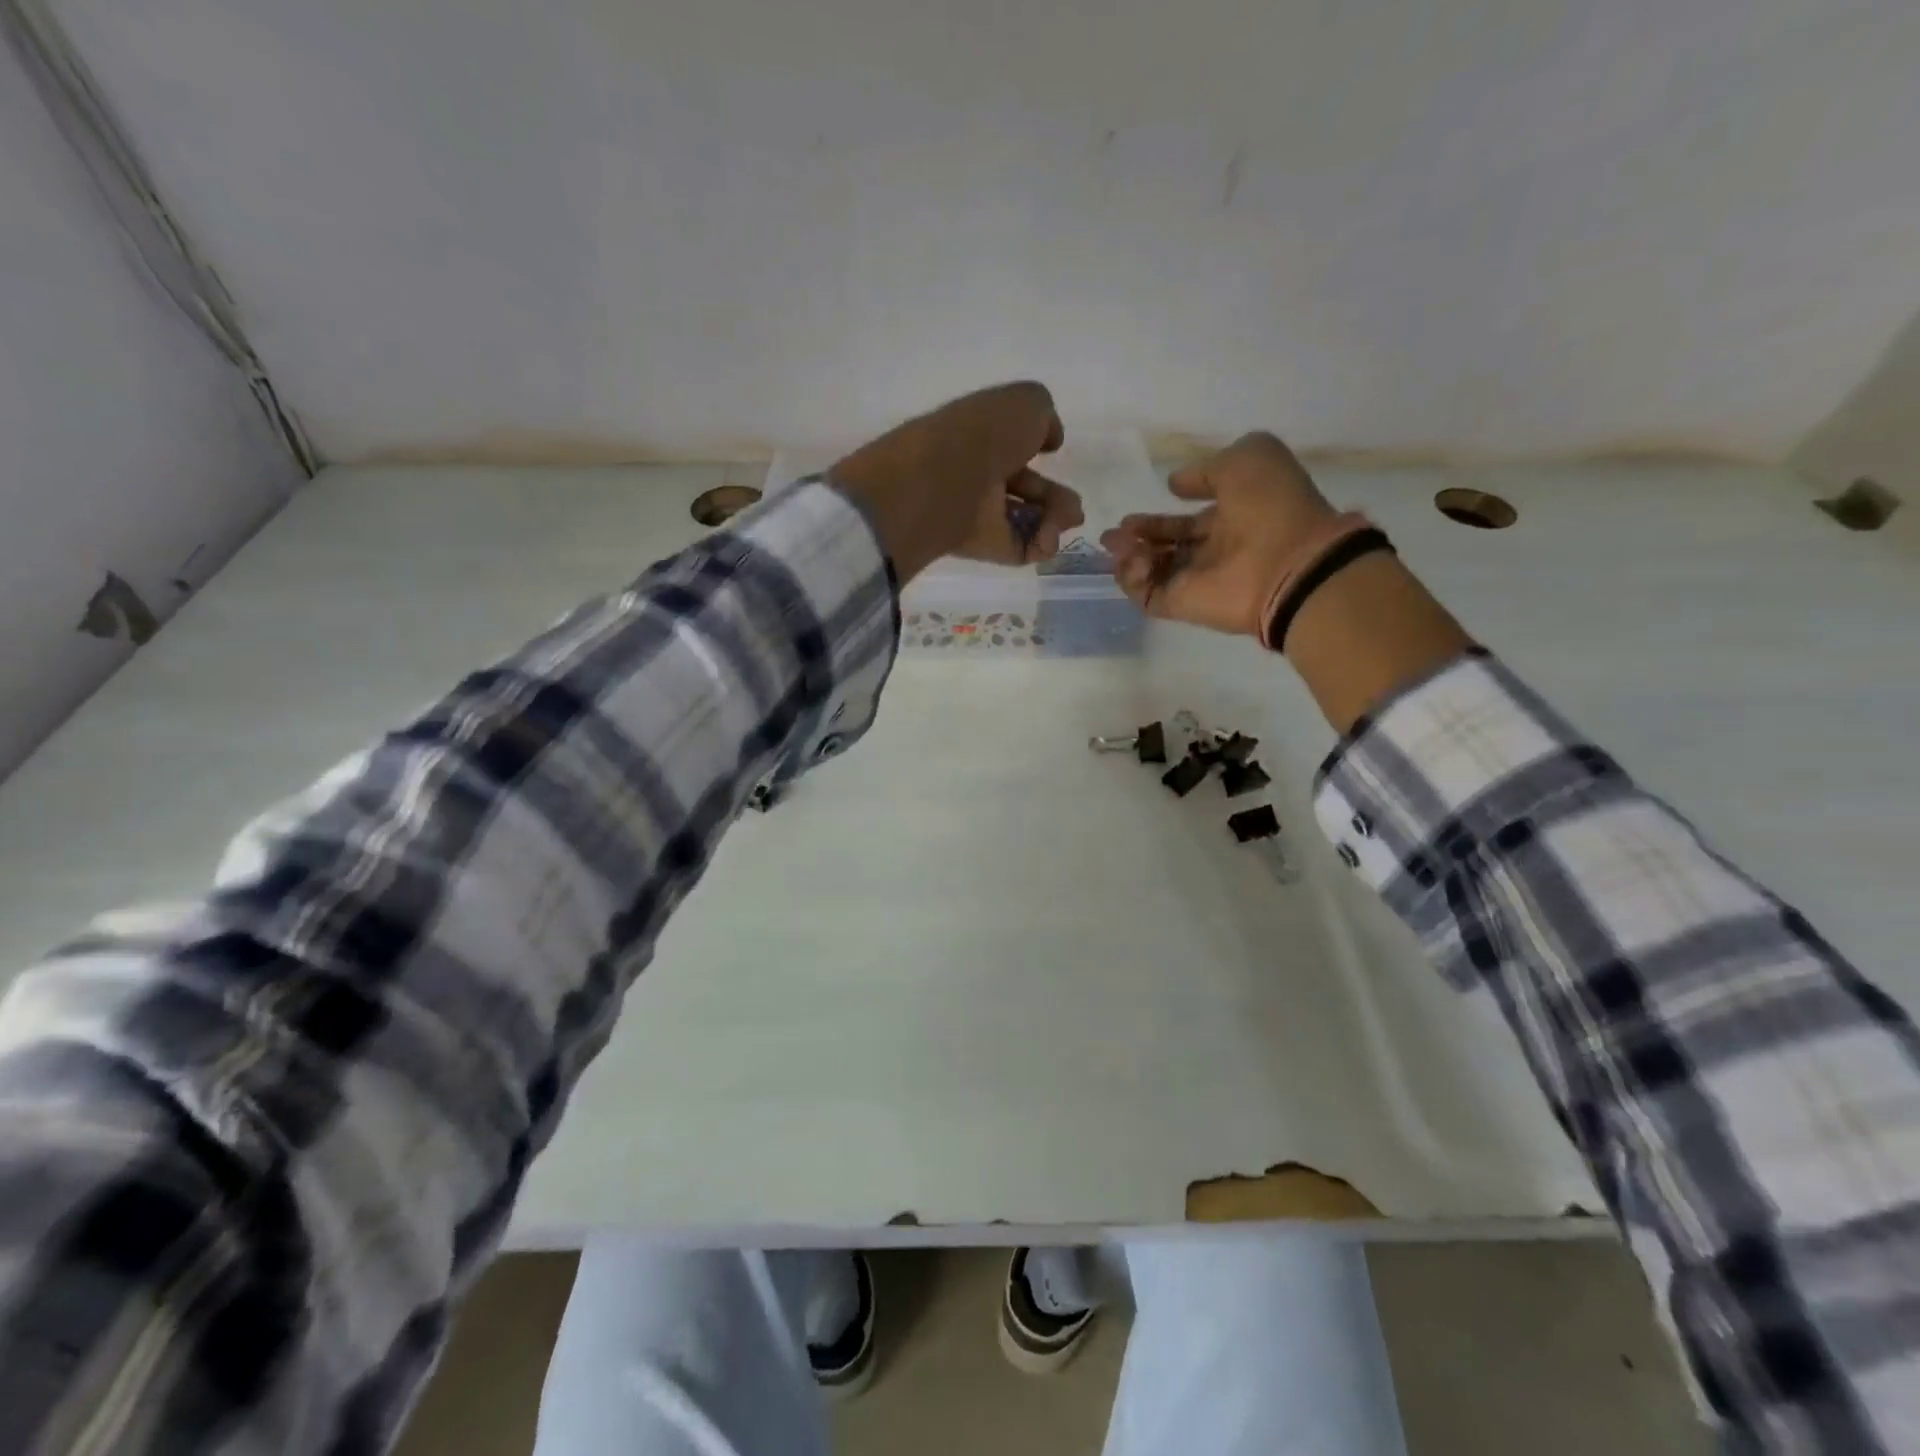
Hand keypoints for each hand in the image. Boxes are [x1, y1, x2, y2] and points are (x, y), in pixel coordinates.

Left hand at [830, 383, 1081, 580]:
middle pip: (1025, 491)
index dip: (1039, 448)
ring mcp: (980, 514)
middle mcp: (980, 476)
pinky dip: (1041, 546)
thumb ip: (1045, 417)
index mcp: (982, 436)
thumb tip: (1050, 441)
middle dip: (1057, 499)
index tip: (1058, 454)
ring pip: (1026, 522)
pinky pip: (1019, 550)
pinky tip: (1048, 539)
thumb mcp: (1026, 402)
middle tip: (1075, 508)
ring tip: (1068, 520)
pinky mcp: (984, 547)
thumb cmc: (986, 433)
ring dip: (1055, 521)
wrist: (948, 478)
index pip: (1014, 446)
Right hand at [1100, 432, 1336, 637]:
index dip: (1159, 518)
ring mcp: (1197, 580)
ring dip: (1130, 556)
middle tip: (1112, 534)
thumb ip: (1206, 469)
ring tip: (1120, 544)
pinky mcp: (1182, 605)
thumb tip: (1174, 485)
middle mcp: (1213, 551)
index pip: (1187, 522)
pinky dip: (1132, 581)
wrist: (1289, 561)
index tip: (1132, 514)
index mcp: (1232, 518)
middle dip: (1137, 538)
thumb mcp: (1248, 457)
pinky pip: (1147, 596)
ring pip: (1153, 571)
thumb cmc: (1272, 504)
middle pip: (1165, 548)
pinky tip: (1132, 560)